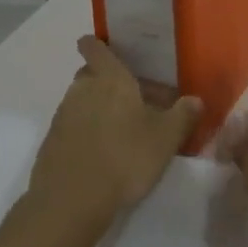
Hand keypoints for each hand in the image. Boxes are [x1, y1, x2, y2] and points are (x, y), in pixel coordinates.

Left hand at [29, 36, 202, 230]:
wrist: (70, 202)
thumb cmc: (124, 158)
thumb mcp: (165, 138)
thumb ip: (183, 116)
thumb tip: (196, 99)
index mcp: (110, 80)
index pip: (96, 48)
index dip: (98, 44)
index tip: (105, 46)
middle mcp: (82, 90)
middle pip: (90, 74)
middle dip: (106, 80)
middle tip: (132, 97)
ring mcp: (62, 116)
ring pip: (81, 101)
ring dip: (97, 108)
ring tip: (122, 129)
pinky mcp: (51, 143)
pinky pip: (71, 127)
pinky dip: (85, 132)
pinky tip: (102, 153)